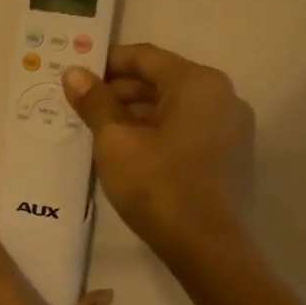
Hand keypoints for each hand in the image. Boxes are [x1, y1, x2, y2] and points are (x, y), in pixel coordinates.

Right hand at [62, 43, 254, 257]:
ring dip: (135, 114)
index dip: (106, 63)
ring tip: (98, 131)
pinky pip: (186, 129)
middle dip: (119, 91)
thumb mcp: (114, 140)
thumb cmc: (157, 184)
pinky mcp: (229, 156)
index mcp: (198, 83)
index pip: (145, 57)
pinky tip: (128, 151)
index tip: (76, 76)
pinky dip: (156, 132)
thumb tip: (73, 73)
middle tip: (81, 107)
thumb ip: (94, 101)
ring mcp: (231, 128)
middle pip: (161, 81)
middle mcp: (222, 96)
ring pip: (173, 108)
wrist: (206, 247)